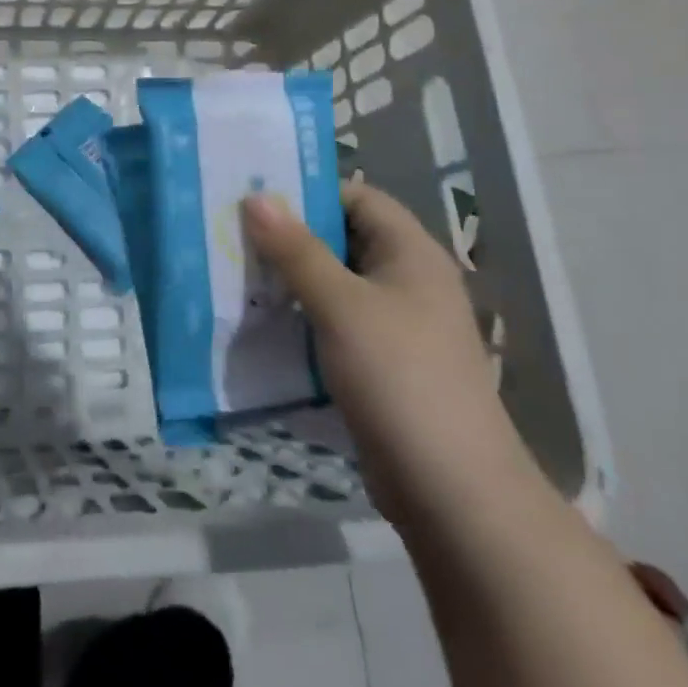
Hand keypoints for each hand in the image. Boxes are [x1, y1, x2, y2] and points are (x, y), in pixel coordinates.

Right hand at [242, 180, 528, 515]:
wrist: (453, 493)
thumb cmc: (399, 377)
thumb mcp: (341, 306)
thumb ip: (296, 250)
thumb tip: (255, 197)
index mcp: (410, 252)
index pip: (356, 197)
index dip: (309, 193)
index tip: (256, 197)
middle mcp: (406, 280)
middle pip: (341, 239)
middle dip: (289, 237)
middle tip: (233, 233)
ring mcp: (395, 325)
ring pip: (333, 284)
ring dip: (290, 280)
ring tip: (236, 273)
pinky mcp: (380, 364)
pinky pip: (334, 323)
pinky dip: (301, 318)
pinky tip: (261, 322)